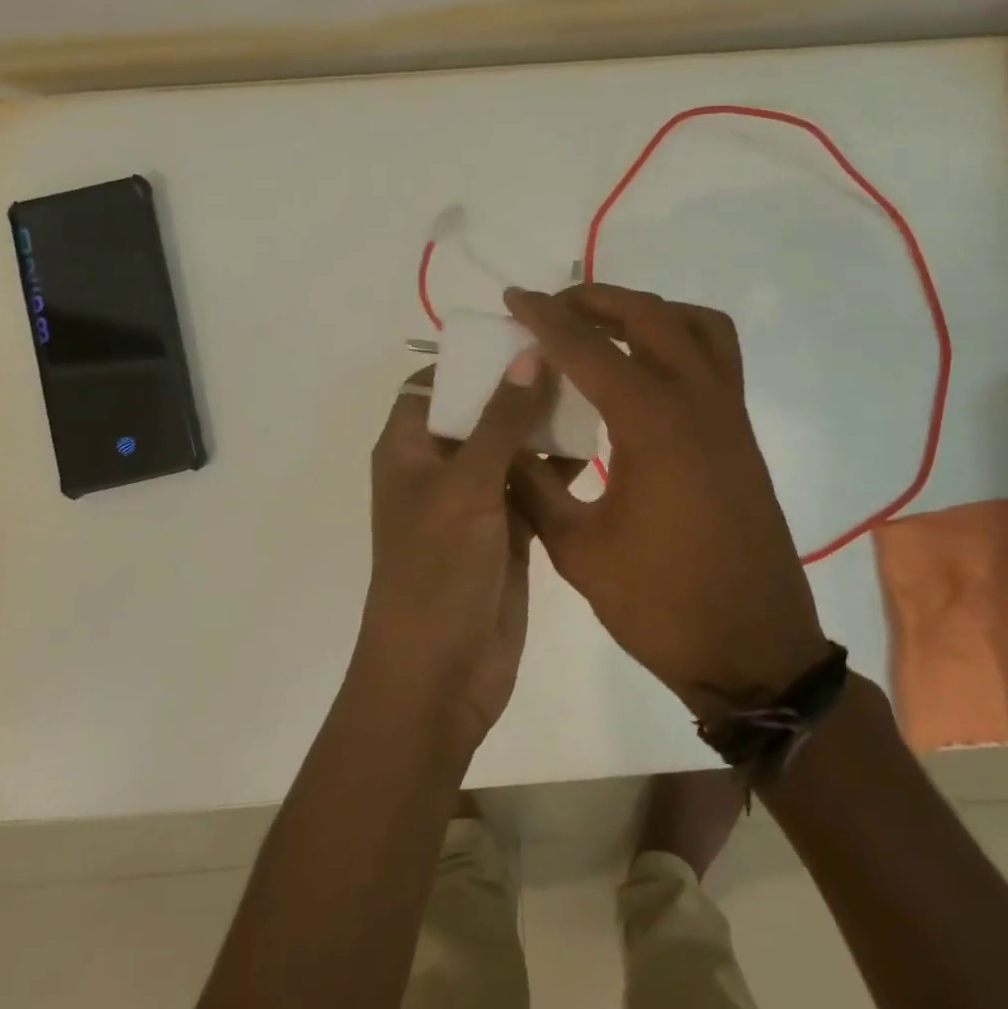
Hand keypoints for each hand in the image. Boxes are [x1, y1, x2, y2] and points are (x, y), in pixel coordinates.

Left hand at [354, 356, 557, 754]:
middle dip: (520, 387)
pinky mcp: (507, 530)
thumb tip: (529, 353)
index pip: (433, 384)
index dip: (472, 359)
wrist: (441, 674)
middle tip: (575, 357)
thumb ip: (501, 419)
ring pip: (511, 447)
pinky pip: (533, 485)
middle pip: (479, 411)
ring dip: (544, 425)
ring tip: (594, 391)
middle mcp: (439, 467)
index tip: (524, 334)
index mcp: (409, 448)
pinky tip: (598, 447)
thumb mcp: (466, 486)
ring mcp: (475, 500)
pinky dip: (558, 467)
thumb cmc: (438, 570)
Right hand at [504, 284, 830, 710]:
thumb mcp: (578, 551)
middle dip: (597, 300)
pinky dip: (679, 340)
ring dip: (648, 312)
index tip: (513, 299)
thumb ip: (535, 488)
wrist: (753, 650)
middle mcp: (698, 403)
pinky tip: (645, 375)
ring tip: (604, 329)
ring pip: (697, 326)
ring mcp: (729, 416)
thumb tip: (502, 445)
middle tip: (553, 309)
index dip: (545, 320)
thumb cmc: (662, 605)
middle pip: (650, 316)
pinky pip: (717, 358)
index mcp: (653, 425)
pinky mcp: (741, 436)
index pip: (588, 350)